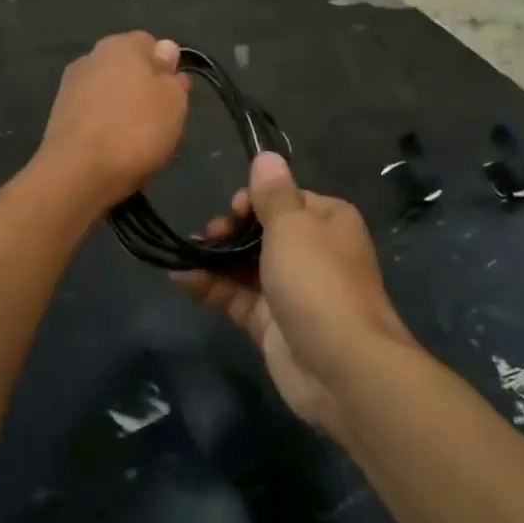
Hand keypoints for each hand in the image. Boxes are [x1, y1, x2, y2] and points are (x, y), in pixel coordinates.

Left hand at [36, 32, 189, 211]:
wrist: (78, 173)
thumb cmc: (136, 130)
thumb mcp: (174, 102)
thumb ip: (172, 75)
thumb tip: (166, 51)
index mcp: (121, 45)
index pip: (151, 44)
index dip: (166, 69)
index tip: (175, 97)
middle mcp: (91, 57)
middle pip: (127, 69)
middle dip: (143, 90)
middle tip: (159, 122)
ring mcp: (70, 87)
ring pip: (109, 93)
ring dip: (122, 110)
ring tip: (136, 142)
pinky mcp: (57, 116)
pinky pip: (92, 116)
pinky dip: (103, 128)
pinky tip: (113, 151)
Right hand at [172, 152, 413, 435]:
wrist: (342, 367)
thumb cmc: (318, 282)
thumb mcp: (293, 227)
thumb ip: (272, 194)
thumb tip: (267, 156)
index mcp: (327, 221)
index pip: (285, 198)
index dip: (254, 200)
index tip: (233, 210)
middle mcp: (312, 251)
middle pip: (262, 231)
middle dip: (230, 230)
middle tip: (206, 236)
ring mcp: (291, 290)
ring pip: (246, 265)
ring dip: (215, 258)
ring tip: (184, 254)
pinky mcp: (272, 323)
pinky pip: (237, 297)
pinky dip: (211, 287)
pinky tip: (181, 279)